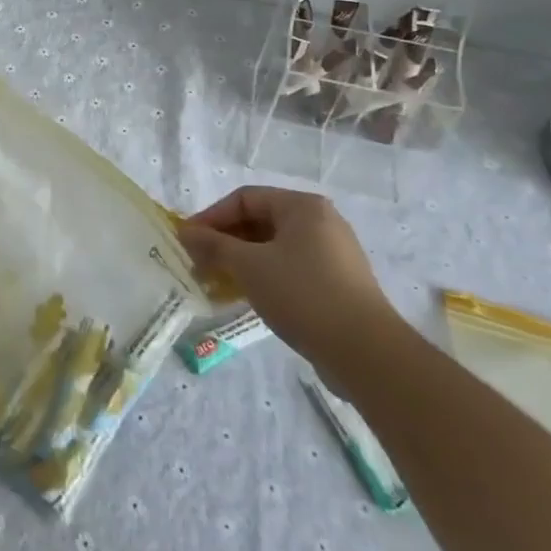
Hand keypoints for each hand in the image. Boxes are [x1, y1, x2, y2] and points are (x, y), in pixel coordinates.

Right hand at [177, 187, 398, 373]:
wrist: (365, 352)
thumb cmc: (302, 294)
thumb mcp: (248, 266)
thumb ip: (213, 245)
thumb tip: (185, 232)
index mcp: (302, 207)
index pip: (244, 198)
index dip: (211, 217)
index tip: (187, 241)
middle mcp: (320, 222)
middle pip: (259, 221)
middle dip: (224, 241)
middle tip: (198, 263)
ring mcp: (332, 253)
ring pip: (273, 247)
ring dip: (240, 261)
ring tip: (216, 282)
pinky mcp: (336, 282)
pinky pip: (289, 268)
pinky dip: (263, 275)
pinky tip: (244, 296)